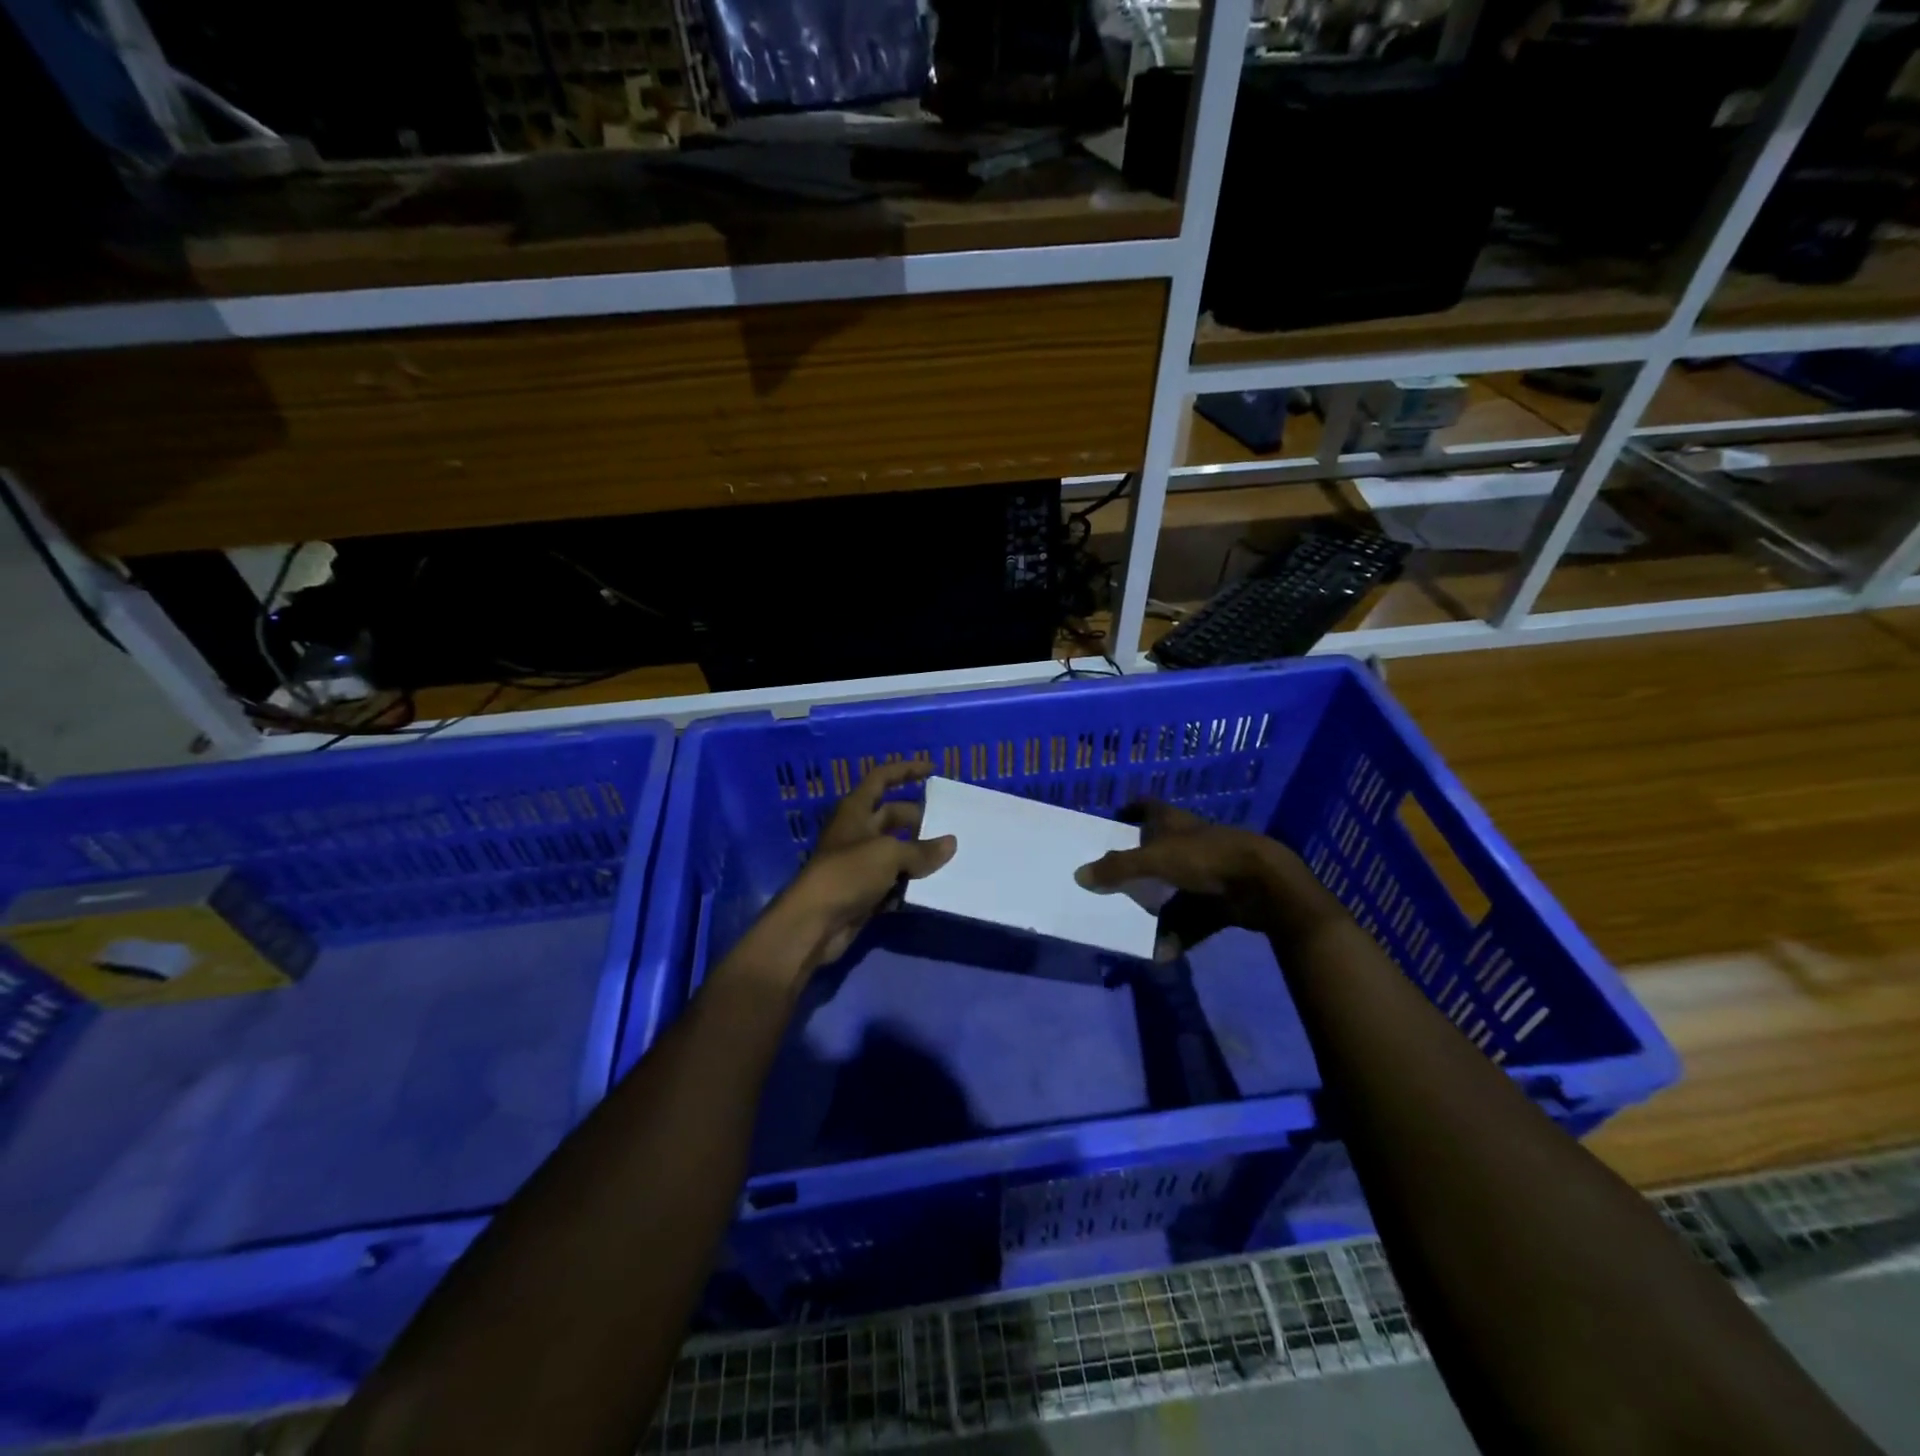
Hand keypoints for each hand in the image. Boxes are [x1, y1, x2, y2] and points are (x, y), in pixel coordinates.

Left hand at [769, 761, 956, 976]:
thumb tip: (950, 844)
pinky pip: (894, 880)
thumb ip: (921, 849)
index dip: (905, 770)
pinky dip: (911, 882)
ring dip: (919, 854)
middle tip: (950, 825)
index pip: (881, 779)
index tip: (932, 769)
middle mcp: (857, 831)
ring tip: (951, 856)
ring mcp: (860, 862)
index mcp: (855, 810)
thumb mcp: (888, 854)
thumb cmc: (847, 874)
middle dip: (920, 819)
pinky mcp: (864, 891)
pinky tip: (934, 886)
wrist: (814, 923)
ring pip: (896, 850)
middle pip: (893, 816)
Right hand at [1075, 801, 1309, 955]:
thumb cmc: (1206, 858)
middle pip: (1159, 851)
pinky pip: (1194, 918)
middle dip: (1138, 868)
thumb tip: (1079, 875)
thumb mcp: (1155, 860)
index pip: (1147, 806)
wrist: (1263, 884)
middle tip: (1112, 882)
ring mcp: (1209, 872)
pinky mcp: (1223, 900)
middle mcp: (1190, 843)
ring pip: (1175, 889)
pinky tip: (1163, 952)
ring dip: (1157, 909)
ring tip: (1133, 925)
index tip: (1114, 822)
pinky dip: (1179, 934)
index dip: (1130, 810)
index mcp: (1174, 823)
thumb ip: (1117, 868)